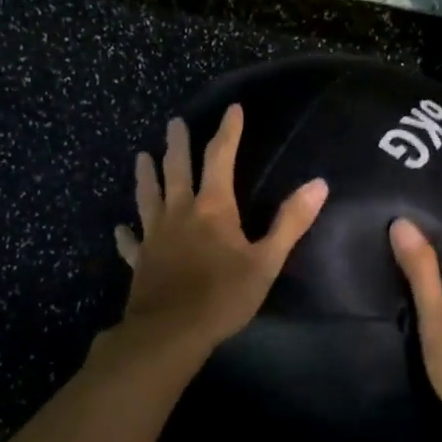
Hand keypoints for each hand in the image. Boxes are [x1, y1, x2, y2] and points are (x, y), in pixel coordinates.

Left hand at [114, 104, 328, 354]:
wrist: (171, 332)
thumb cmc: (223, 296)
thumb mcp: (266, 261)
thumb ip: (290, 222)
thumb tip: (319, 184)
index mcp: (212, 208)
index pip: (220, 158)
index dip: (228, 132)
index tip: (232, 109)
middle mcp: (179, 213)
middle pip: (177, 170)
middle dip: (178, 144)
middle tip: (174, 123)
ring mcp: (154, 236)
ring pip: (148, 197)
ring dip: (146, 175)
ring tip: (141, 156)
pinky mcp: (139, 261)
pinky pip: (131, 242)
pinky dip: (126, 233)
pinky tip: (121, 228)